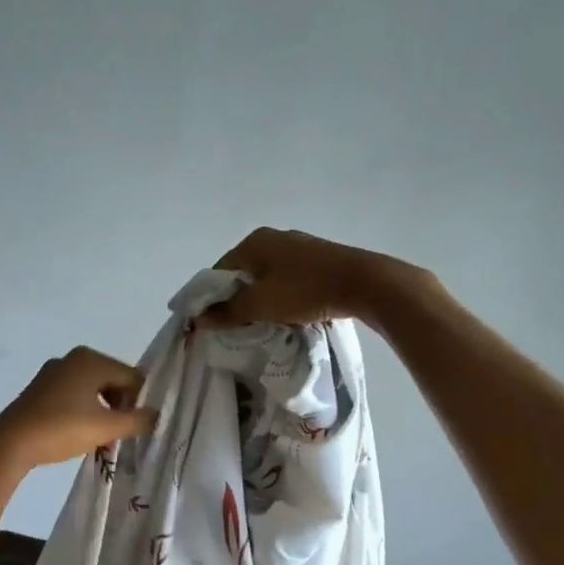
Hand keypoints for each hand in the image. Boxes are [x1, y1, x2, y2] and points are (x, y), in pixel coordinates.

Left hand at [0, 346, 157, 472]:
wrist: (10, 443)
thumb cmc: (62, 428)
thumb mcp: (106, 427)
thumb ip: (137, 421)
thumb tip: (157, 416)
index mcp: (91, 359)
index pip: (132, 377)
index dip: (141, 402)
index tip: (141, 427)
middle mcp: (72, 359)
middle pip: (112, 382)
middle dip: (121, 408)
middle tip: (123, 435)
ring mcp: (53, 374)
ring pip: (92, 391)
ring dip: (103, 414)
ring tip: (104, 439)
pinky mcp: (39, 391)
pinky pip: (73, 397)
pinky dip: (84, 413)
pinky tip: (82, 435)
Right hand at [195, 227, 424, 329]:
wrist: (364, 284)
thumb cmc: (305, 290)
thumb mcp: (260, 305)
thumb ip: (228, 313)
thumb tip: (199, 319)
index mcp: (254, 242)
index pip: (219, 271)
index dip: (211, 298)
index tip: (212, 323)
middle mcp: (274, 238)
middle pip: (243, 273)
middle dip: (237, 299)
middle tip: (235, 327)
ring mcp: (298, 247)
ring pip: (266, 277)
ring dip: (260, 299)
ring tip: (260, 323)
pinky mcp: (318, 259)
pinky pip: (287, 279)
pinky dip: (281, 295)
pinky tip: (286, 313)